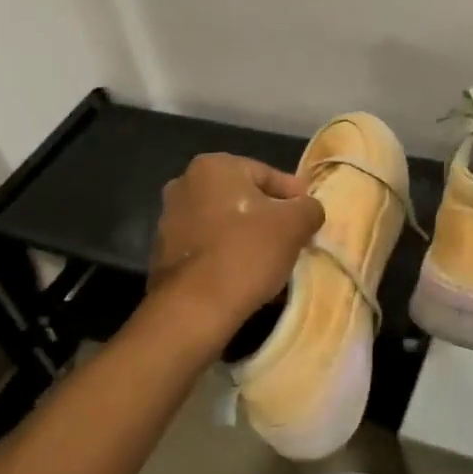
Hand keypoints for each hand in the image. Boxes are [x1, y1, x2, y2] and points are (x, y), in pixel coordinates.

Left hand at [149, 154, 325, 333]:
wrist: (196, 307)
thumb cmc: (248, 251)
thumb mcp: (295, 224)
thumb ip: (309, 207)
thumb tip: (308, 210)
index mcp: (213, 166)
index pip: (267, 174)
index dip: (294, 196)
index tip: (309, 216)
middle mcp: (184, 184)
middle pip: (242, 197)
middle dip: (268, 215)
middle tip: (293, 237)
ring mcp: (169, 219)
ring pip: (223, 222)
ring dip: (246, 236)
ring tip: (271, 260)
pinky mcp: (163, 253)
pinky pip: (207, 247)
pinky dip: (227, 255)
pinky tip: (246, 275)